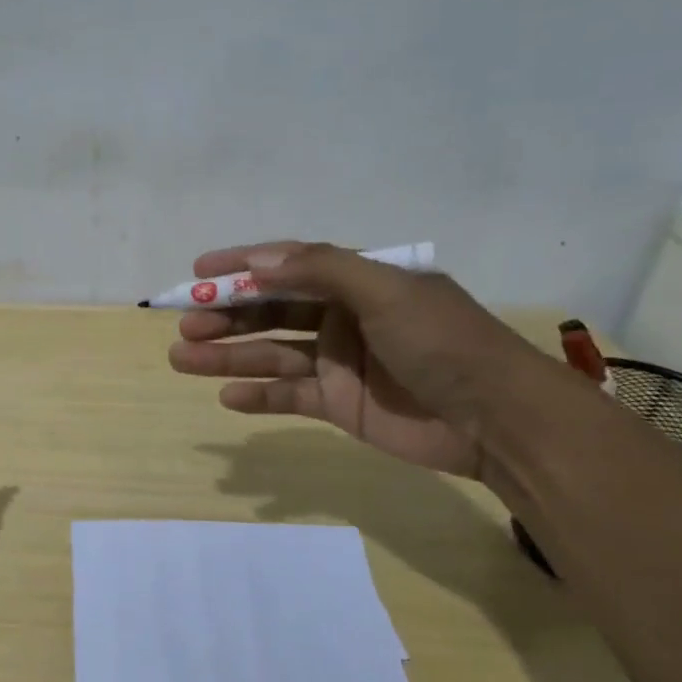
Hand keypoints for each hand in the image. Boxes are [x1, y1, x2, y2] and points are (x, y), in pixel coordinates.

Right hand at [167, 241, 538, 477]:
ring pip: (270, 354)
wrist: (498, 420)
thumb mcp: (387, 292)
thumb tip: (257, 260)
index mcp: (356, 281)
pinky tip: (227, 397)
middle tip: (185, 325)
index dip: (241, 265)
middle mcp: (342, 316)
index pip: (287, 264)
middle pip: (270, 311)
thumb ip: (322, 270)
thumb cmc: (443, 342)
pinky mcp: (338, 404)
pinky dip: (258, 395)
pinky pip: (288, 395)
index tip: (197, 272)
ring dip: (227, 356)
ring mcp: (338, 362)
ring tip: (182, 358)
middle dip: (225, 315)